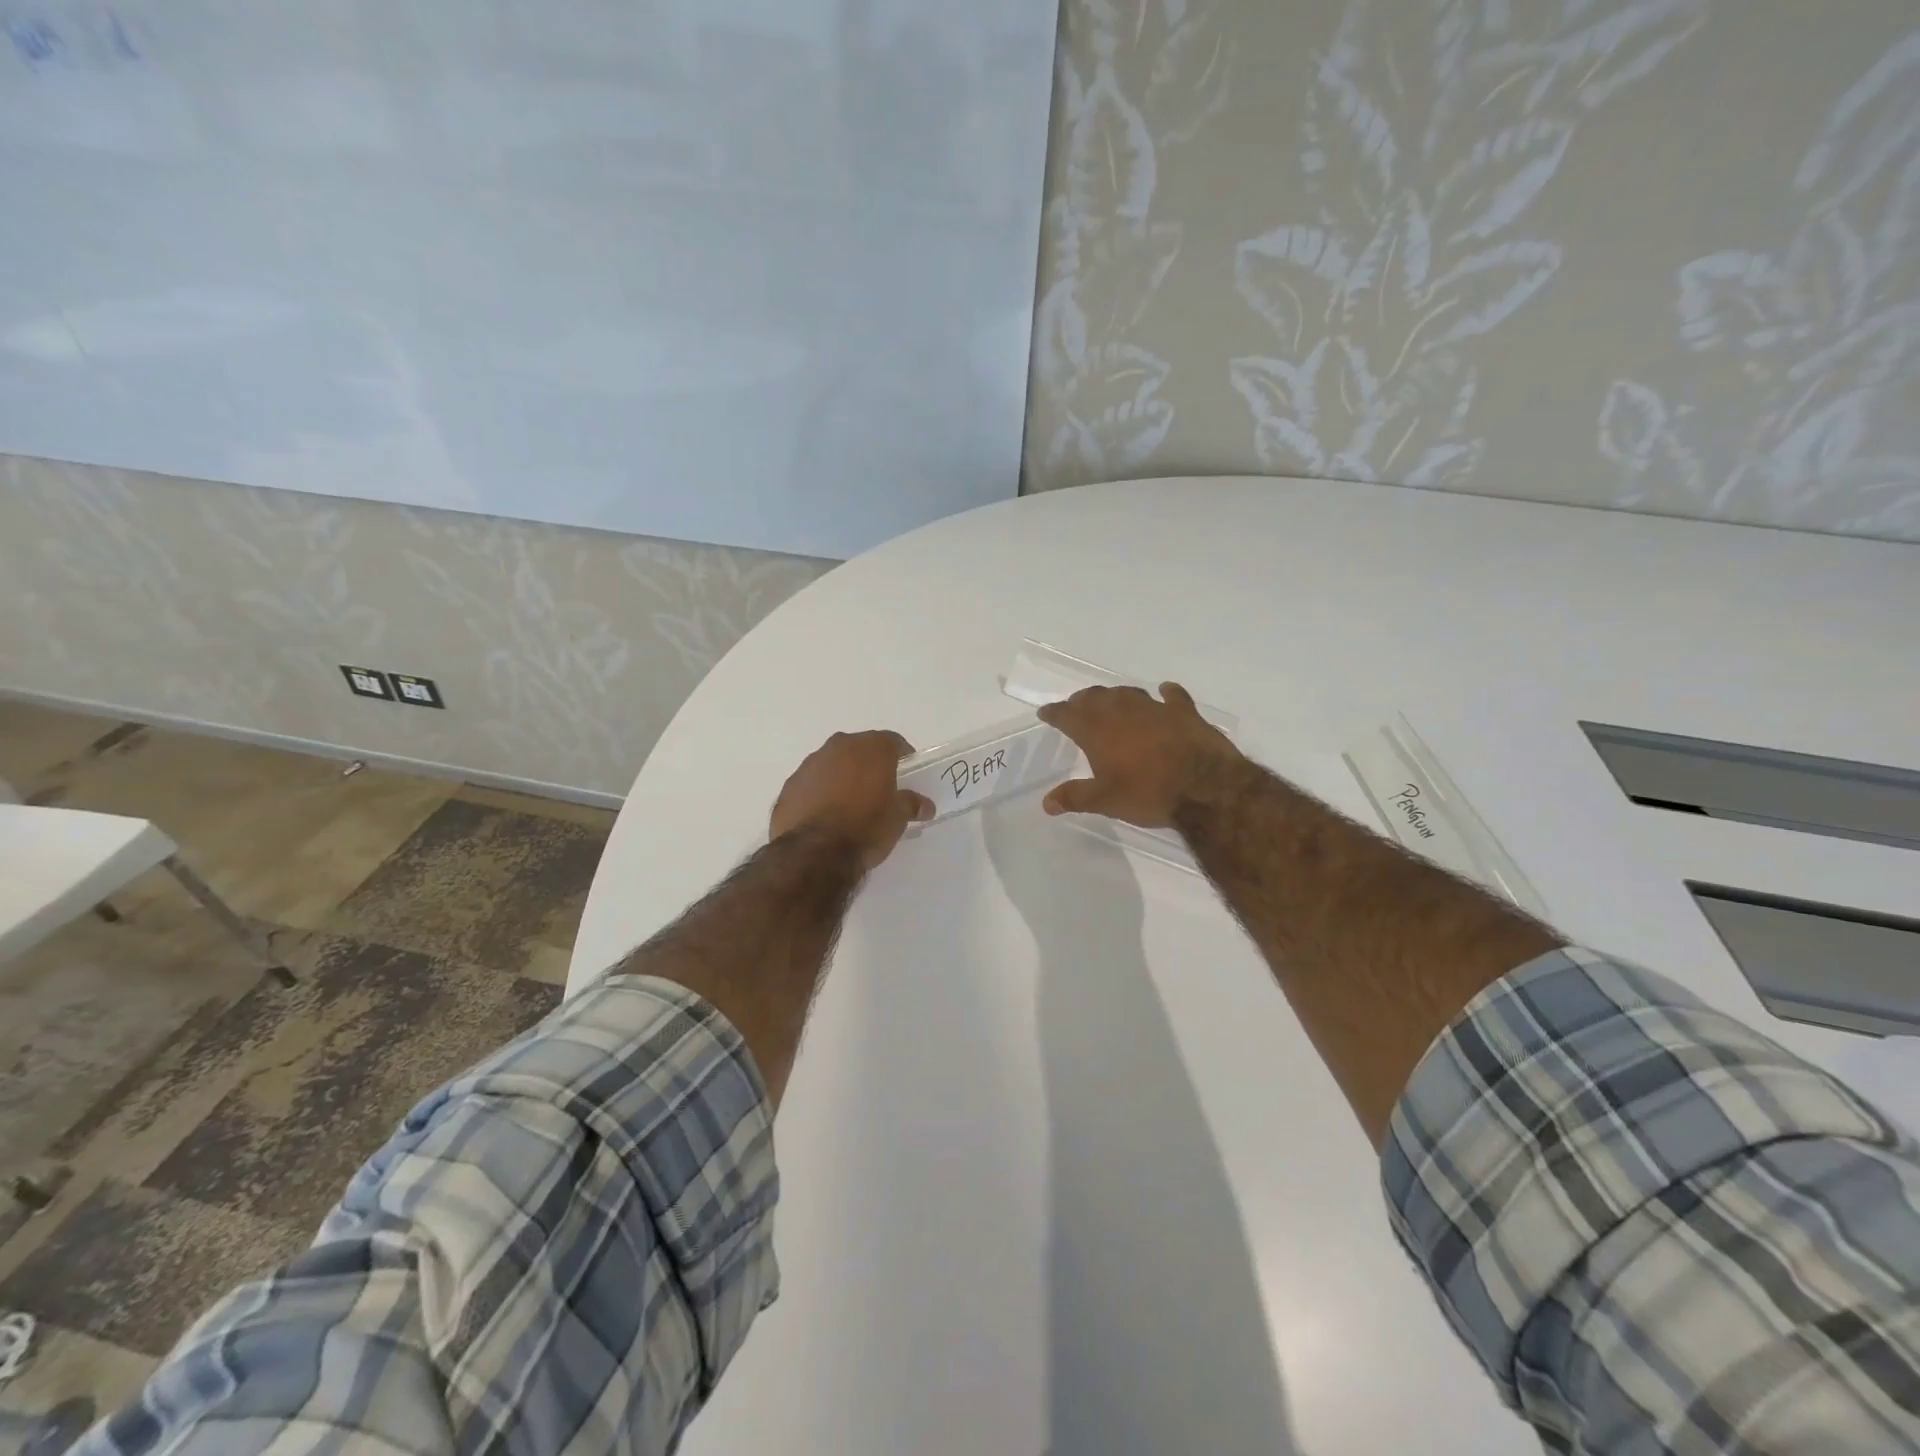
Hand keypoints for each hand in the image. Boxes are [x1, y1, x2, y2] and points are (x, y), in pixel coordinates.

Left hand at [770, 730, 933, 869]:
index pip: (892, 741)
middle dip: (869, 764)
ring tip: (849, 805)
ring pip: (832, 764)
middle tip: (879, 788)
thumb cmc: (866, 827)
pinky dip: (819, 793)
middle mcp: (839, 747)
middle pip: (859, 749)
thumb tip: (924, 805)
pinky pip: (811, 784)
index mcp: (870, 748)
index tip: (907, 772)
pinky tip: (825, 817)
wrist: (815, 852)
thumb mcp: (898, 818)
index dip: (902, 756)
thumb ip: (911, 804)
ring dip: (842, 777)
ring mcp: (810, 764)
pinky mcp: (789, 786)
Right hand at [1036, 683, 1242, 827]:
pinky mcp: (1184, 712)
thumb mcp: (1106, 801)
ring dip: (1115, 696)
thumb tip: (1046, 803)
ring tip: (1110, 701)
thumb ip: (1075, 797)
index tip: (1045, 712)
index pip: (1068, 715)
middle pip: (1096, 698)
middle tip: (1076, 706)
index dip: (1055, 713)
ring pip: (1128, 694)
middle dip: (1082, 701)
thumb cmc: (1147, 794)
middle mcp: (1122, 712)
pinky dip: (1166, 693)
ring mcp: (1155, 709)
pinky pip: (1172, 696)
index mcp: (1098, 731)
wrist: (1205, 787)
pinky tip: (1164, 691)